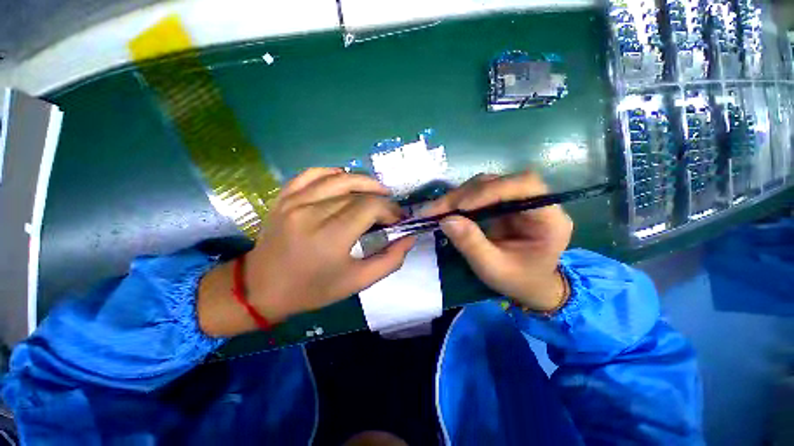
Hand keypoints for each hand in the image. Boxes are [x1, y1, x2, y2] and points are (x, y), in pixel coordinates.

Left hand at [198, 168, 414, 336]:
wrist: (262, 288)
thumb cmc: (313, 289)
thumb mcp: (357, 282)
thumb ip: (389, 260)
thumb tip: (409, 239)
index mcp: (331, 236)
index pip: (370, 207)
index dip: (390, 210)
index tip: (397, 219)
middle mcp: (312, 212)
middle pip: (357, 193)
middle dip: (380, 199)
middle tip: (389, 210)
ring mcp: (295, 201)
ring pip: (338, 178)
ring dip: (363, 181)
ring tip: (376, 190)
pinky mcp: (284, 197)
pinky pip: (312, 173)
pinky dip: (332, 172)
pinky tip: (344, 180)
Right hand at [422, 171, 572, 311]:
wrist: (528, 284)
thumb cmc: (518, 280)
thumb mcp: (493, 268)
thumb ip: (471, 244)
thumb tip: (446, 219)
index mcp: (548, 219)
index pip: (525, 186)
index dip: (491, 190)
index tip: (461, 206)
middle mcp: (535, 202)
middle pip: (499, 182)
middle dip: (464, 194)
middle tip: (436, 209)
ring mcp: (517, 200)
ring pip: (485, 184)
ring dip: (458, 196)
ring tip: (436, 210)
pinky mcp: (502, 203)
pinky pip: (478, 193)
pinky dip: (459, 200)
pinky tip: (445, 209)